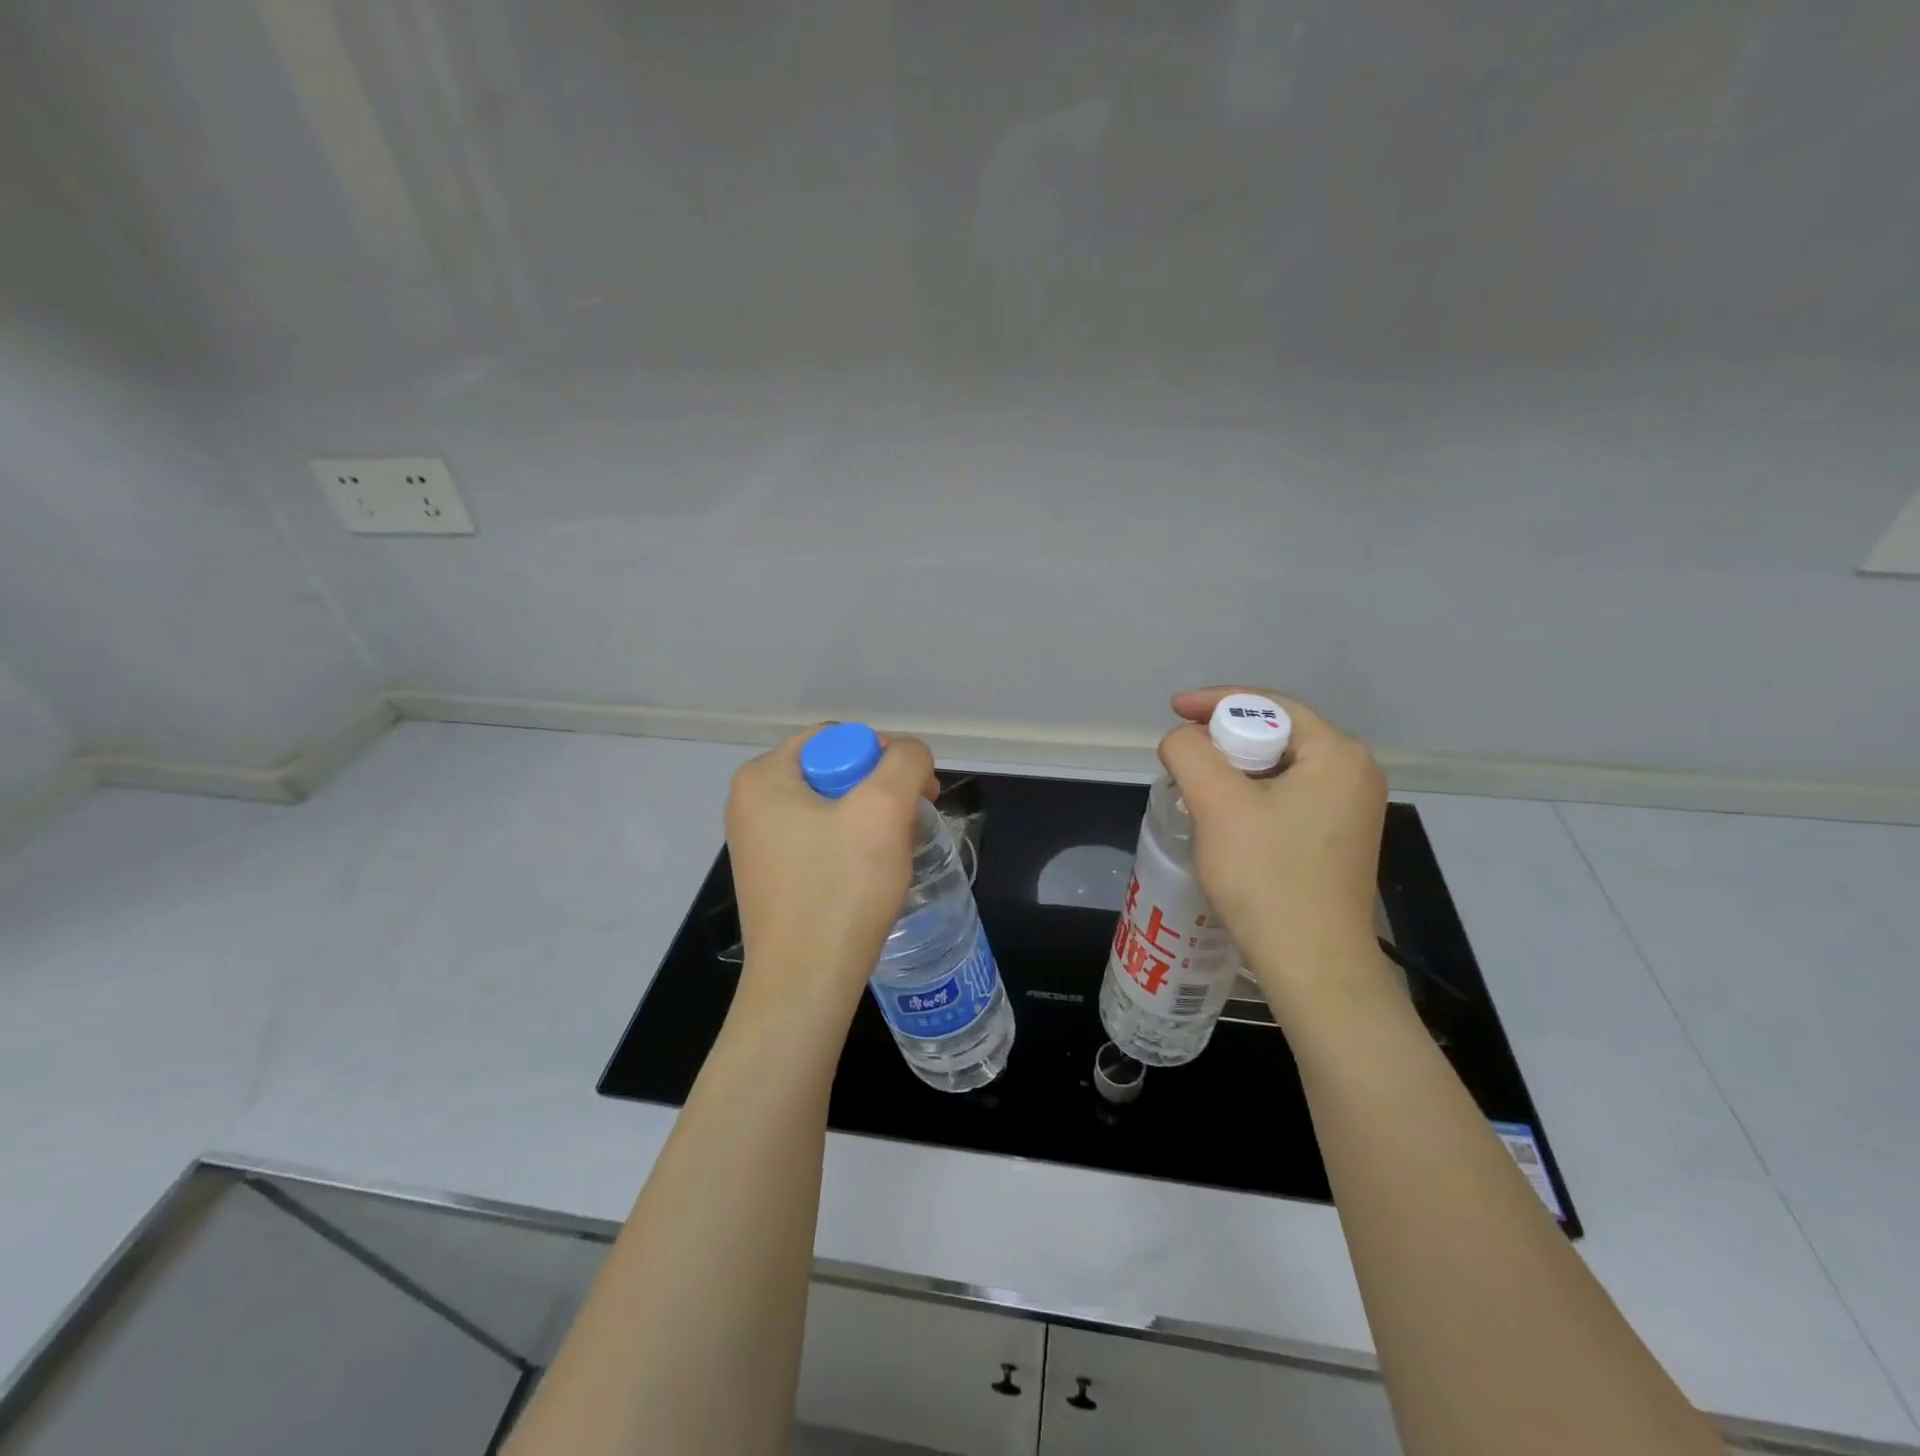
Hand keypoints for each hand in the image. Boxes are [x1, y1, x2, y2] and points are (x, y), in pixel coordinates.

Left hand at [724, 728, 937, 1023]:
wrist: (805, 985)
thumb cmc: (840, 889)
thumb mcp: (883, 809)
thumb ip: (905, 761)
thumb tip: (910, 758)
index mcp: (762, 776)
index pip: (838, 738)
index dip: (884, 758)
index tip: (917, 795)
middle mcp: (750, 803)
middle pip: (835, 771)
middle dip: (880, 792)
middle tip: (910, 825)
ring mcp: (758, 842)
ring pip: (833, 808)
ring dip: (871, 822)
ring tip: (892, 856)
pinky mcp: (772, 876)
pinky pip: (821, 841)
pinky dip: (852, 849)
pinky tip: (869, 878)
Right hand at [1159, 687, 1390, 1018]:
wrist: (1313, 964)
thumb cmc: (1267, 876)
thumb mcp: (1216, 803)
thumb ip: (1190, 752)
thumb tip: (1183, 740)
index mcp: (1337, 753)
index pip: (1269, 705)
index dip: (1214, 702)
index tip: (1172, 711)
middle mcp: (1355, 773)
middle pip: (1276, 733)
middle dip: (1224, 738)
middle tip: (1183, 756)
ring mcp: (1352, 809)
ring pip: (1279, 768)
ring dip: (1234, 770)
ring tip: (1196, 786)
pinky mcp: (1339, 839)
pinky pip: (1288, 796)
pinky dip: (1252, 795)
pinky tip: (1226, 818)